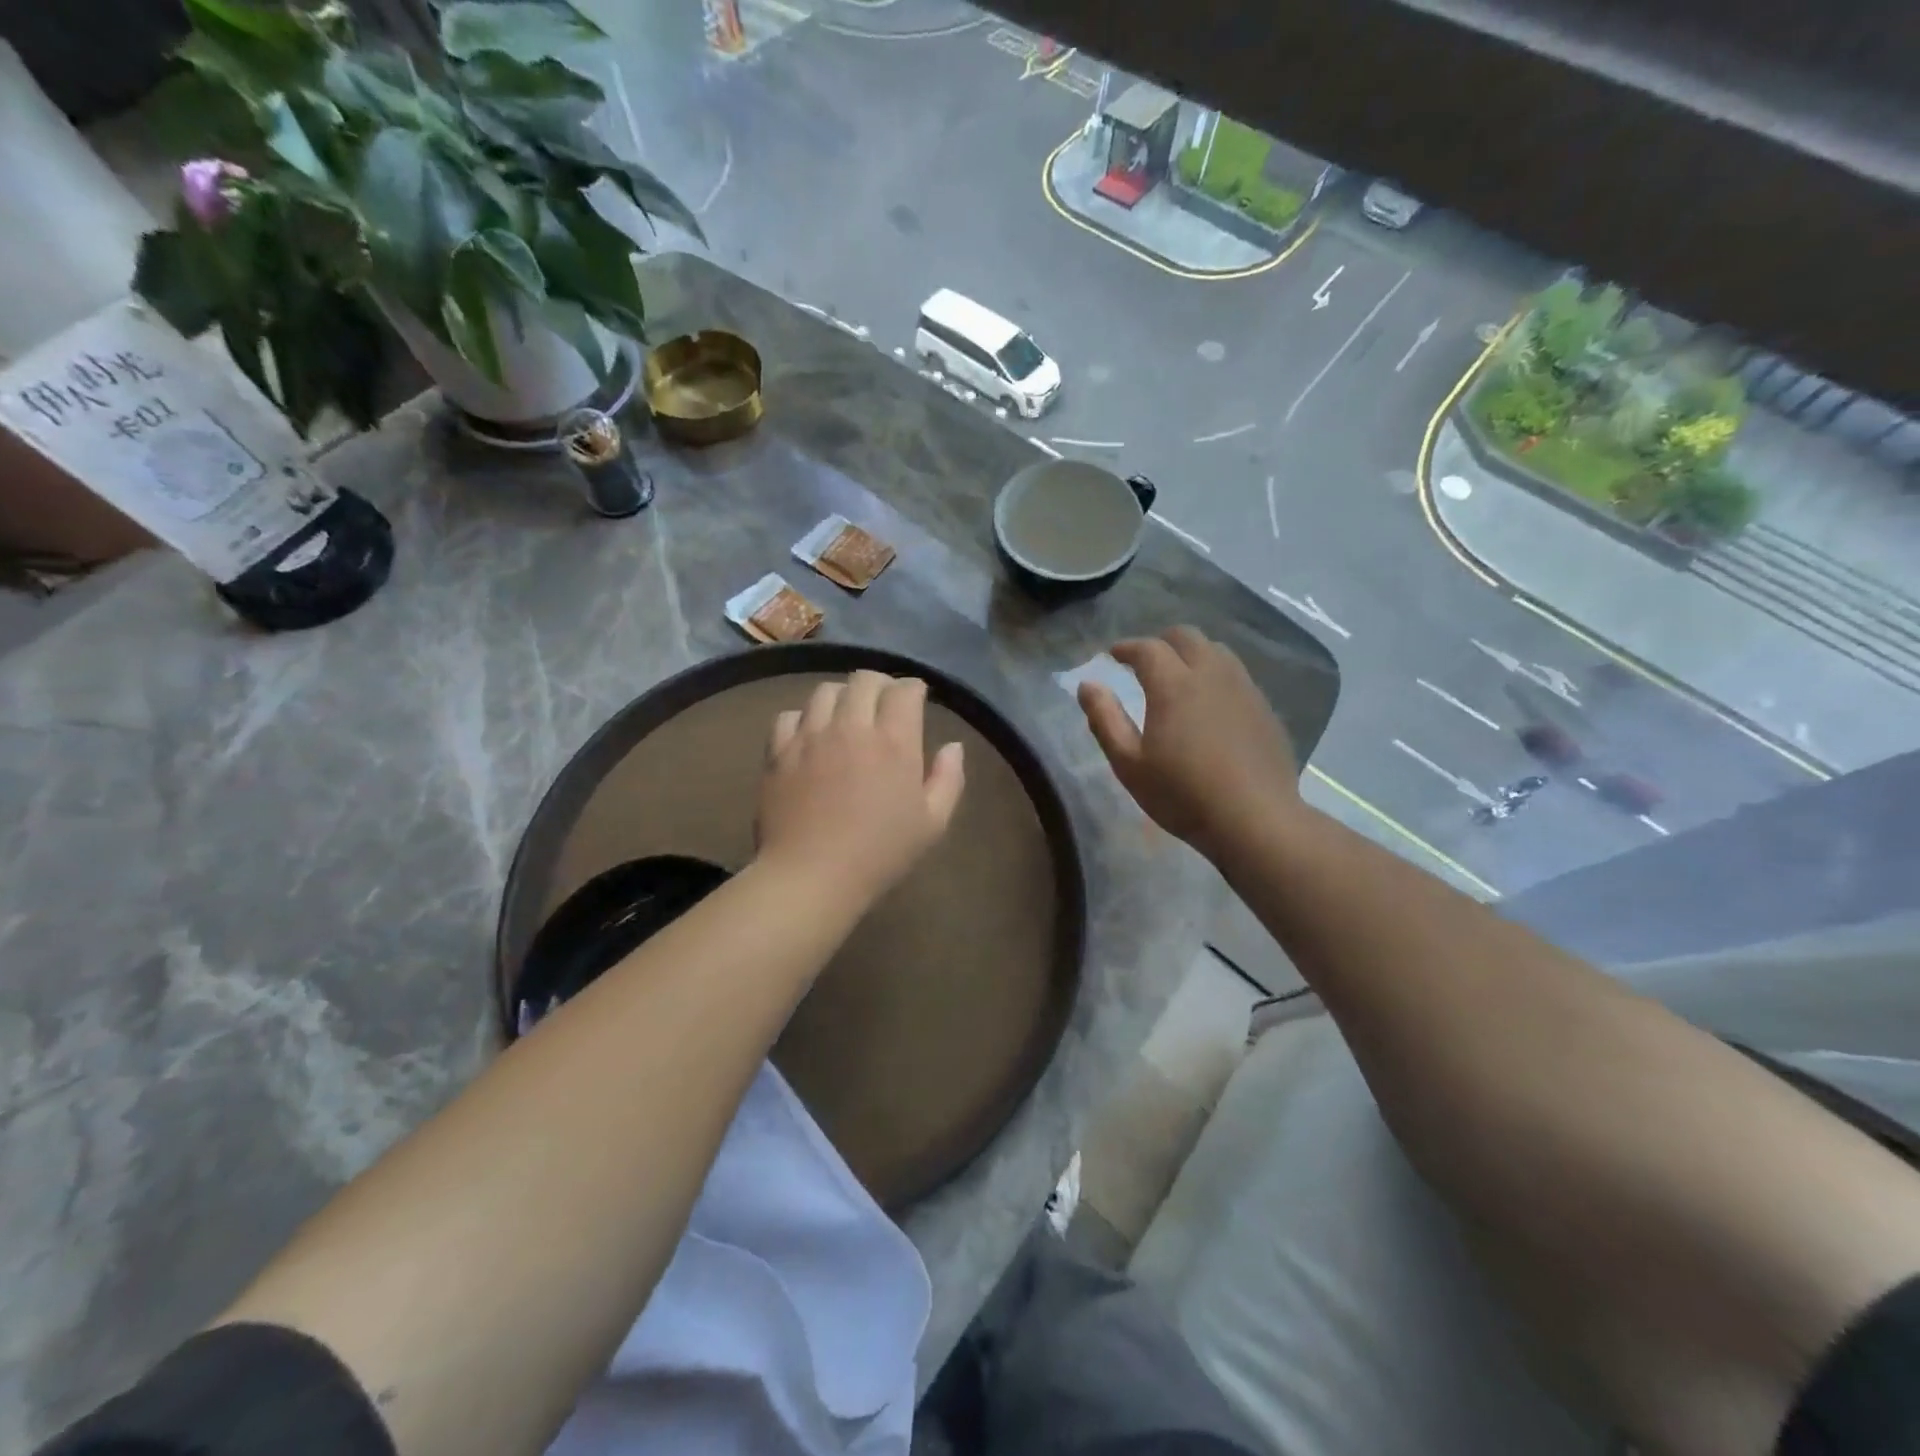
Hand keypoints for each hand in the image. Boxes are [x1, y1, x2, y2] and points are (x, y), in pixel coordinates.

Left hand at [757, 671, 965, 910]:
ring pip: (825, 691)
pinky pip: (789, 716)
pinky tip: (811, 734)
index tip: (917, 699)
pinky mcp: (779, 752)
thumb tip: (953, 746)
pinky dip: (804, 717)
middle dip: (881, 684)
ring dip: (843, 695)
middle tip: (885, 702)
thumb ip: (948, 779)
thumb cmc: (880, 854)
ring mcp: (810, 736)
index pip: (904, 690)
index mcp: (894, 741)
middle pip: (864, 680)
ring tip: (847, 715)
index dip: (914, 688)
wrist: (811, 876)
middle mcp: (851, 727)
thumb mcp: (932, 824)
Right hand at [1077, 627, 1299, 856]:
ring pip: (1216, 651)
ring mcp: (1244, 688)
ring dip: (1192, 654)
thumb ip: (1105, 719)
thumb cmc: (1182, 794)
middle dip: (1161, 642)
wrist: (1255, 819)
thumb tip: (1087, 685)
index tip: (1113, 655)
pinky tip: (1211, 704)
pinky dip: (1216, 675)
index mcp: (1174, 685)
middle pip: (1186, 636)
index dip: (1126, 647)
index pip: (1147, 648)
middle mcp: (1211, 674)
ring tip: (1179, 677)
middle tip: (1145, 663)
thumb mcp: (1129, 764)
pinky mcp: (1264, 708)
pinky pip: (1237, 675)